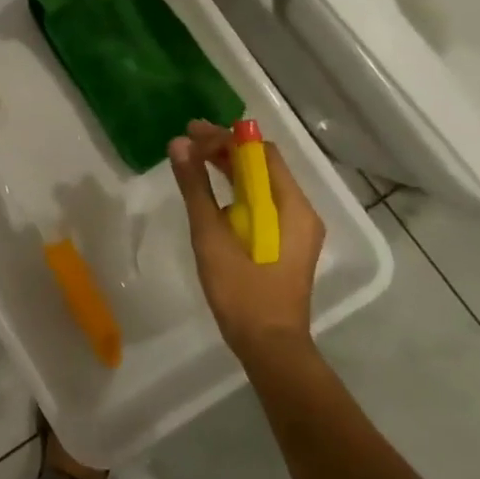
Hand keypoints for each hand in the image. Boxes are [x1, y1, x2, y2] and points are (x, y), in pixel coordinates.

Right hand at [168, 120, 324, 359]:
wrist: (269, 346)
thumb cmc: (241, 291)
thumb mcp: (211, 235)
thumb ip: (196, 187)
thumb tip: (179, 144)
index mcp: (290, 206)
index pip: (260, 153)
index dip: (225, 138)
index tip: (190, 132)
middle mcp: (300, 211)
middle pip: (263, 166)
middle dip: (226, 150)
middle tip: (186, 142)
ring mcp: (295, 228)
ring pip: (262, 184)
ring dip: (230, 169)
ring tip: (194, 160)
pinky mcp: (285, 243)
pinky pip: (263, 204)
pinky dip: (237, 191)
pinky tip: (213, 192)